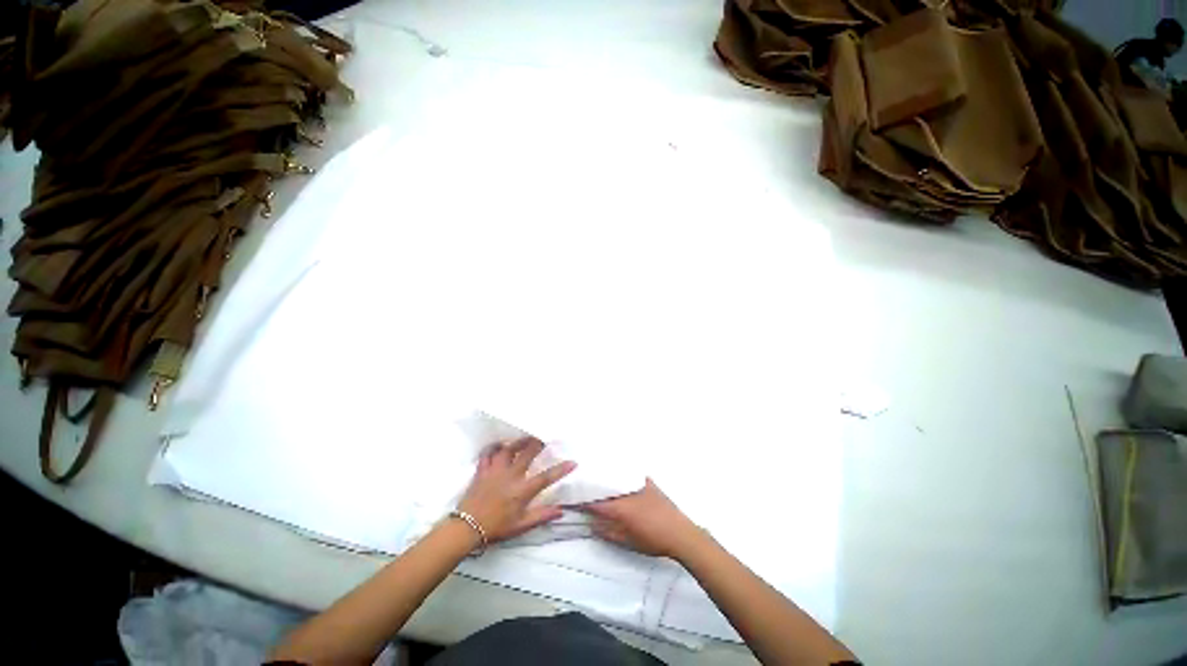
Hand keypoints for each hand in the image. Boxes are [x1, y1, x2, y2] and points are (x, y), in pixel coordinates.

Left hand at [456, 437, 575, 543]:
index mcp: (522, 490)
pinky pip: (488, 453)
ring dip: (518, 442)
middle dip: (538, 444)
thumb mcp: (521, 526)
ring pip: (509, 449)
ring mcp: (496, 471)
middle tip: (544, 438)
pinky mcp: (482, 470)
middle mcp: (511, 476)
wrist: (466, 528)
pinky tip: (499, 445)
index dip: (561, 469)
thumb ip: (541, 516)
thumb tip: (561, 511)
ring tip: (525, 438)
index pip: (546, 477)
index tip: (573, 462)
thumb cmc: (496, 528)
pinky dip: (494, 447)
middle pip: (528, 453)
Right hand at [583, 479, 705, 559]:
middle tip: (581, 487)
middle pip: (603, 485)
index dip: (581, 500)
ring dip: (604, 478)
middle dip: (591, 486)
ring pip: (614, 477)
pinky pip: (627, 473)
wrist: (680, 532)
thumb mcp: (627, 541)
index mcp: (619, 506)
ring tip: (595, 479)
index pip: (594, 502)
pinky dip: (618, 474)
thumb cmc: (652, 540)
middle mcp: (625, 490)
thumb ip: (607, 531)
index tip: (571, 499)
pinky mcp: (646, 480)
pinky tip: (615, 474)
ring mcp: (636, 482)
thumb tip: (592, 523)